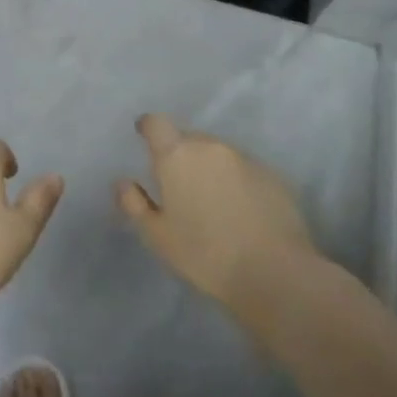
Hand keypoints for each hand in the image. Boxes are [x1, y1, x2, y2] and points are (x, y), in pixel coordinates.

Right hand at [117, 114, 318, 308]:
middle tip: (180, 185)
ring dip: (210, 167)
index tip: (145, 138)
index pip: (156, 123)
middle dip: (181, 154)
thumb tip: (122, 182)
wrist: (275, 274)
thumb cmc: (205, 254)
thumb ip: (134, 204)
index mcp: (177, 154)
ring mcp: (244, 158)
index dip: (149, 127)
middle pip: (189, 138)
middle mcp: (210, 146)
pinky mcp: (272, 175)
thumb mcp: (158, 237)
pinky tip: (241, 211)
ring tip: (212, 201)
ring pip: (218, 153)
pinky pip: (244, 169)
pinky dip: (237, 181)